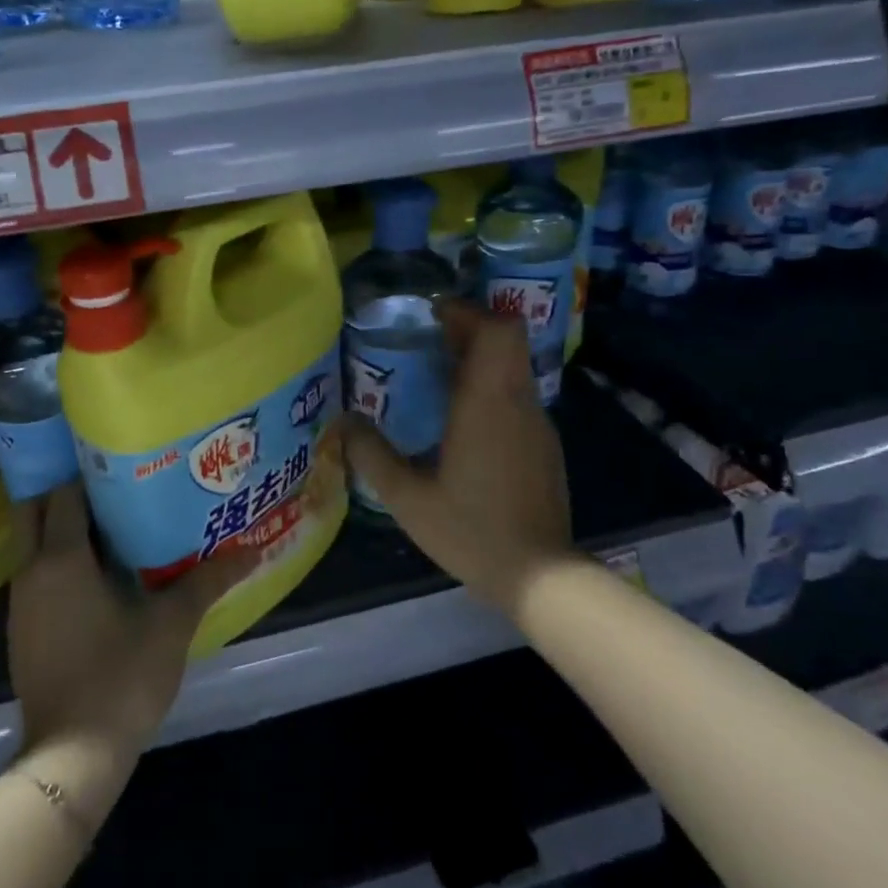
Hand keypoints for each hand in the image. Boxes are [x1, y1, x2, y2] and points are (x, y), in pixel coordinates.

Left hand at [7, 484, 255, 760]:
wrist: (71, 756)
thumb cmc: (121, 677)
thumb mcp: (172, 624)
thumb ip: (209, 580)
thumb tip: (253, 550)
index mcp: (61, 558)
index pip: (65, 492)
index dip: (89, 471)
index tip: (121, 460)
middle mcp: (31, 571)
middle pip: (37, 510)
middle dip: (66, 491)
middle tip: (111, 483)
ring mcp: (21, 603)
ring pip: (35, 544)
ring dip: (64, 528)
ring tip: (114, 520)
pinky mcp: (23, 630)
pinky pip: (38, 576)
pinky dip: (60, 562)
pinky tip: (99, 573)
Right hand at [342, 300, 571, 616]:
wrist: (538, 575)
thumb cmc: (471, 531)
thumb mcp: (407, 498)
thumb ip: (372, 455)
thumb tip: (343, 423)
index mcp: (488, 404)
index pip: (497, 330)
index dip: (467, 312)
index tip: (433, 314)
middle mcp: (518, 403)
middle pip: (507, 340)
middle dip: (469, 329)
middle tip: (428, 340)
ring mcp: (538, 424)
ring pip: (513, 367)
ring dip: (480, 359)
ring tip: (436, 376)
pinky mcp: (544, 445)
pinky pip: (517, 396)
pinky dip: (491, 388)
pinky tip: (461, 421)